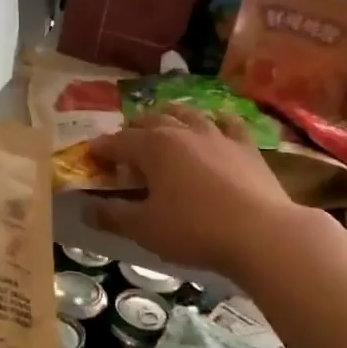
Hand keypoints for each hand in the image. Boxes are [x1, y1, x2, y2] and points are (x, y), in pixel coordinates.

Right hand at [84, 107, 307, 280]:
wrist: (261, 233)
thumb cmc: (194, 230)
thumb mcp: (145, 229)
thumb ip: (113, 215)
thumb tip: (86, 208)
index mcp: (153, 146)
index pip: (117, 142)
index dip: (101, 150)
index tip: (90, 158)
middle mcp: (183, 130)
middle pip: (151, 120)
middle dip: (133, 130)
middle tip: (125, 146)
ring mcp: (218, 134)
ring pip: (188, 114)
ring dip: (170, 116)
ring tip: (163, 123)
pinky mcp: (246, 146)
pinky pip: (228, 123)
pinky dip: (215, 121)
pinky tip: (215, 124)